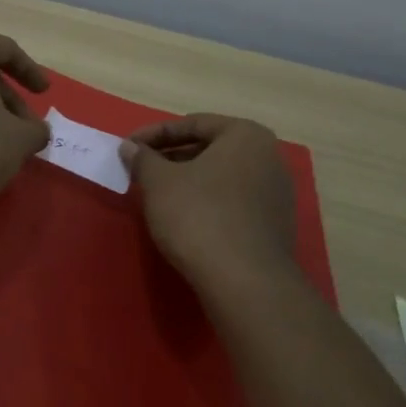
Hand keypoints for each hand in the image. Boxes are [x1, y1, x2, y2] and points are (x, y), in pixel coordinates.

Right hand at [120, 115, 294, 288]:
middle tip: (141, 169)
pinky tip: (184, 218)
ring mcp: (277, 193)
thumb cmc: (199, 216)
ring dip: (188, 180)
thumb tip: (130, 147)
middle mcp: (269, 157)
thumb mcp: (159, 182)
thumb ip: (143, 158)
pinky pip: (233, 201)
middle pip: (210, 148)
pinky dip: (206, 202)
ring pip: (221, 176)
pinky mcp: (275, 225)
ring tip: (157, 194)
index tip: (128, 148)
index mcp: (246, 136)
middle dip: (172, 157)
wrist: (245, 282)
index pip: (192, 124)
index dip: (154, 135)